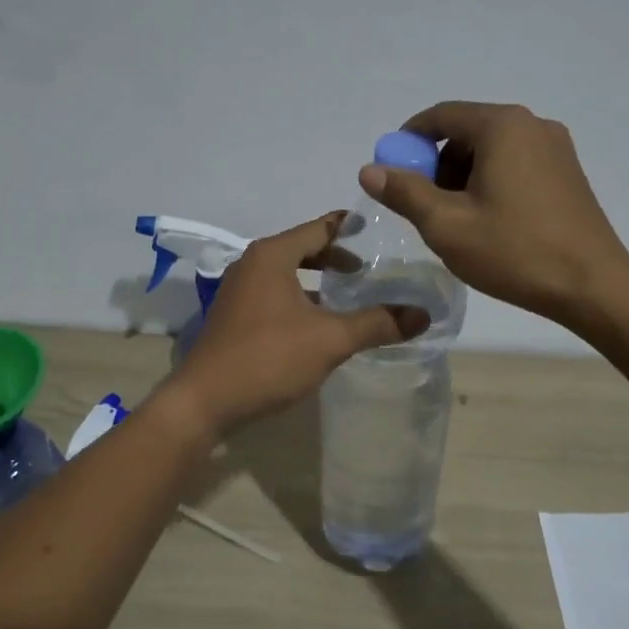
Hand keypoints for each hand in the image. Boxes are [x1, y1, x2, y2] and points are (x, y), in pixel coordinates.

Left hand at [159, 213, 428, 435]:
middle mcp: (252, 264)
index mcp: (272, 256)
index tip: (376, 228)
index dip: (348, 227)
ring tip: (350, 294)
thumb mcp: (330, 340)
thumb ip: (377, 323)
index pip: (318, 228)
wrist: (204, 401)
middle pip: (302, 249)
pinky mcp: (235, 317)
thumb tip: (424, 315)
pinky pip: (275, 295)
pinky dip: (300, 299)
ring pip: (288, 275)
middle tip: (369, 267)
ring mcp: (239, 291)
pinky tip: (320, 323)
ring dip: (317, 281)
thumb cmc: (267, 358)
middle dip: (335, 256)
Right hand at [359, 101, 628, 325]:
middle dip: (437, 165)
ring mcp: (556, 148)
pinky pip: (516, 164)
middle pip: (467, 132)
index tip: (391, 171)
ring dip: (464, 177)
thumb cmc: (514, 251)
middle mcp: (532, 124)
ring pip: (492, 150)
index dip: (408, 140)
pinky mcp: (568, 173)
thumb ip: (404, 192)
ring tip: (458, 222)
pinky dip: (491, 183)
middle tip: (425, 207)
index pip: (441, 116)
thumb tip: (370, 169)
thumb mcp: (446, 224)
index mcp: (502, 126)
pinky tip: (490, 222)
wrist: (592, 286)